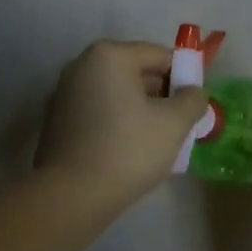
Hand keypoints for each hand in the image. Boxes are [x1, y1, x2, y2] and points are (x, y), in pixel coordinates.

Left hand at [34, 39, 208, 209]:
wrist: (72, 196)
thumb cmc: (127, 149)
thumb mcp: (174, 123)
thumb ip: (192, 100)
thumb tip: (193, 92)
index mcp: (109, 55)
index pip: (159, 55)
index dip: (184, 76)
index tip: (195, 104)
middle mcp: (81, 66)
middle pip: (135, 72)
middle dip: (161, 95)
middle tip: (180, 123)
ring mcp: (64, 94)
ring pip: (116, 95)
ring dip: (140, 110)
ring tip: (158, 141)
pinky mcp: (57, 121)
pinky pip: (98, 113)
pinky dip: (116, 123)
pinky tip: (129, 151)